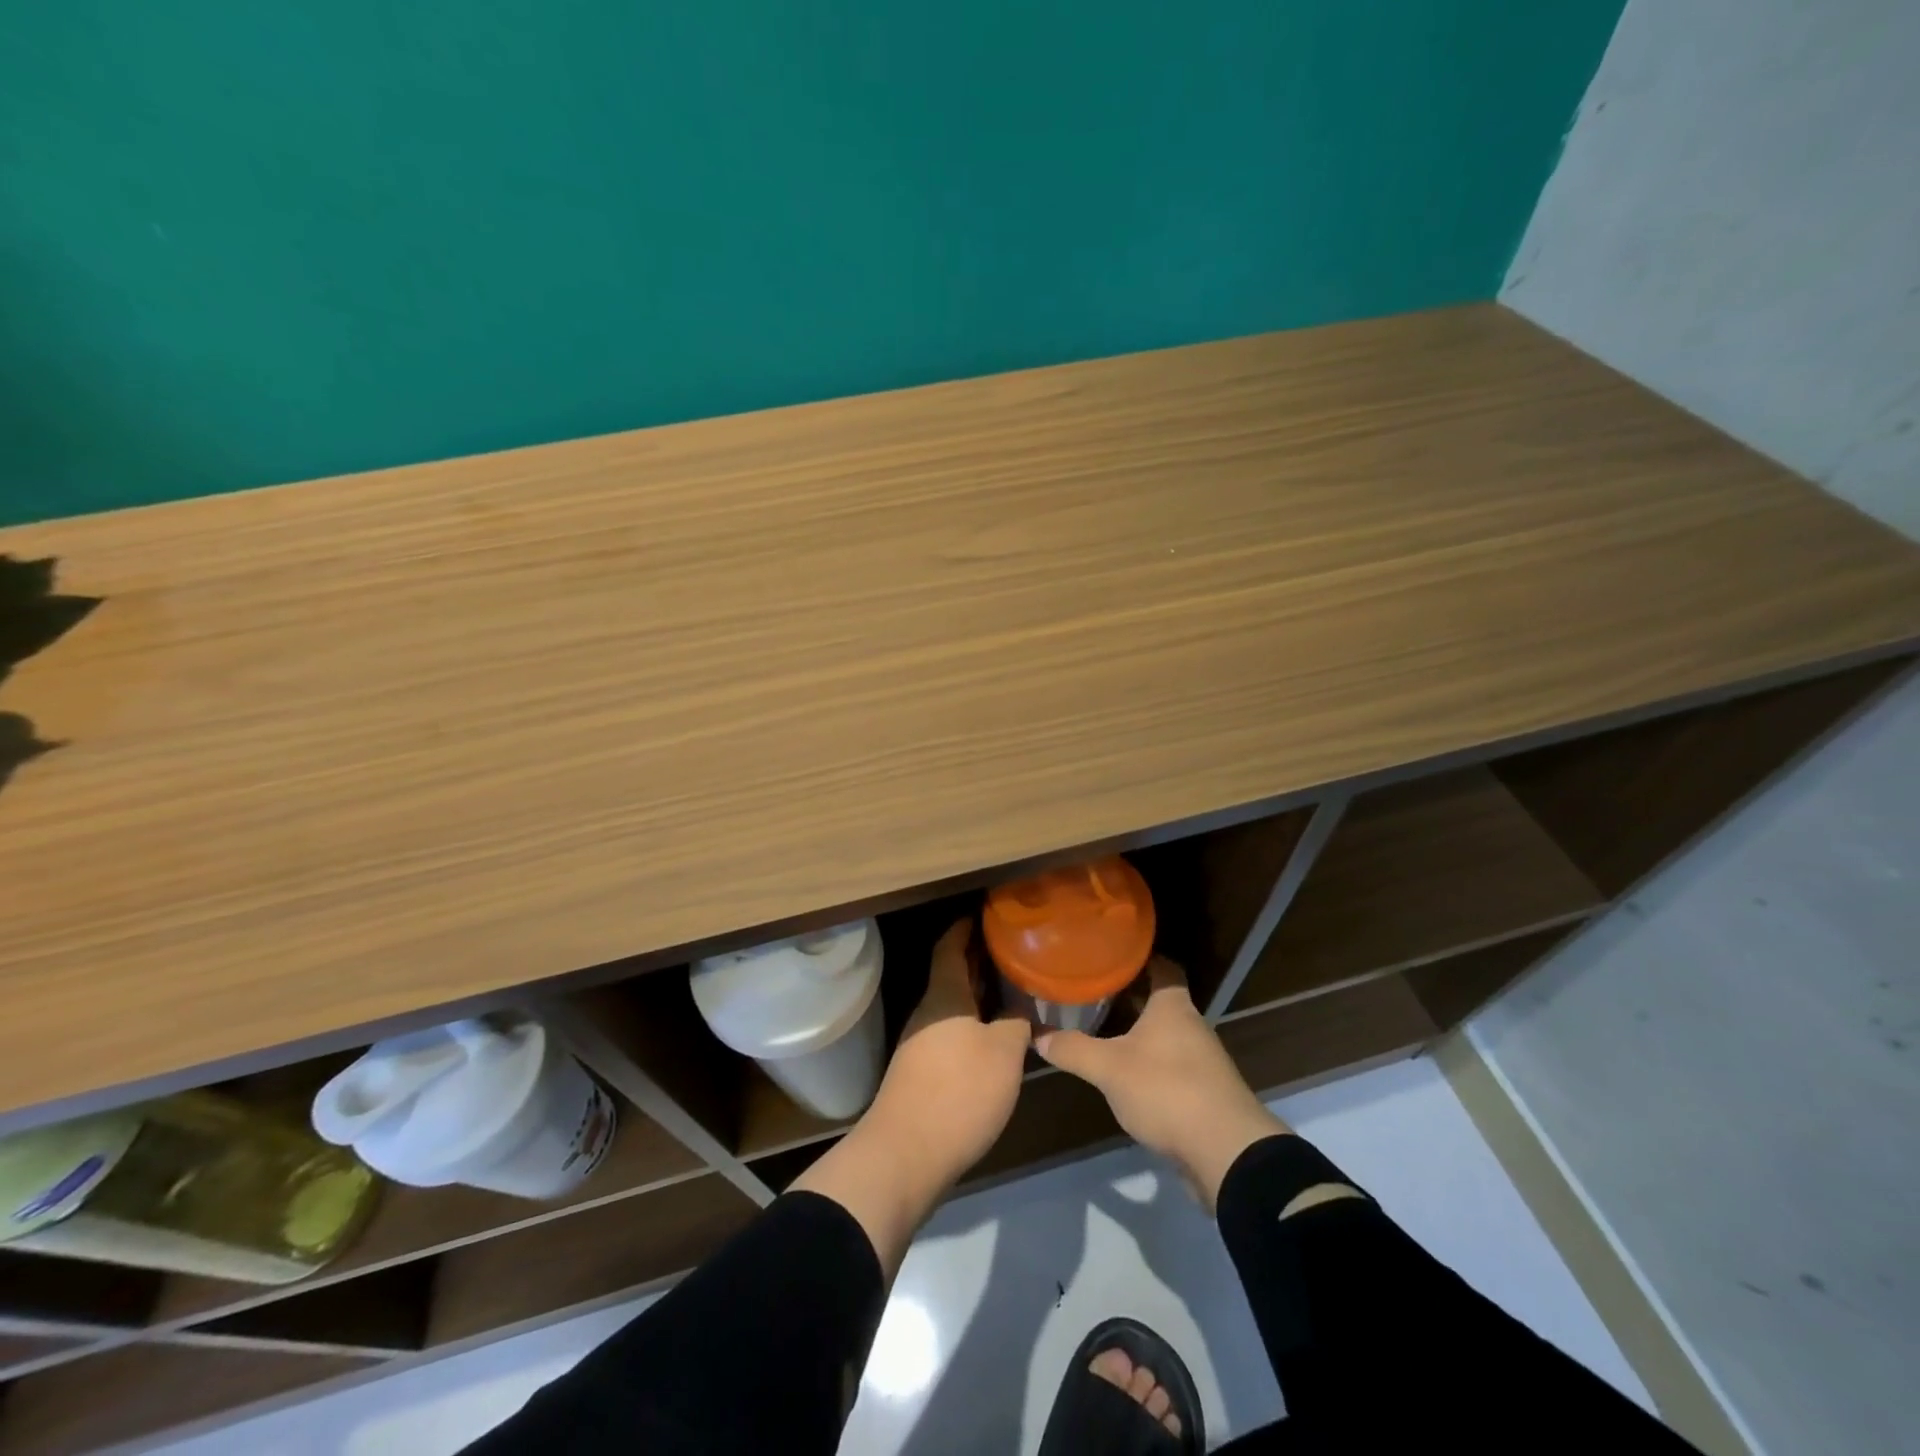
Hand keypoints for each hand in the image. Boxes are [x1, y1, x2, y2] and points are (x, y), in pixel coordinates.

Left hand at [867, 918, 1031, 1179]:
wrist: (905, 1155)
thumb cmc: (959, 1091)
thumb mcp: (1003, 1053)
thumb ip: (1015, 1022)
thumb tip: (1018, 1008)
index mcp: (945, 995)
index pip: (950, 946)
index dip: (966, 928)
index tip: (986, 916)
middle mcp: (928, 1012)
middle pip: (951, 975)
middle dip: (977, 961)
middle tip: (1010, 952)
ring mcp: (919, 1043)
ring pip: (951, 1006)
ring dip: (976, 995)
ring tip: (1009, 991)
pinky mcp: (919, 1073)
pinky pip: (949, 1032)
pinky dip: (970, 1024)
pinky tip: (992, 1038)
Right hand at [1036, 957, 1286, 1211]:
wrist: (1226, 1152)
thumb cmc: (1166, 1089)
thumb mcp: (1109, 1068)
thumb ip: (1073, 1049)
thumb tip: (1036, 1035)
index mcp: (1172, 1006)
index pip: (1162, 966)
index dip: (1139, 957)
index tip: (1110, 953)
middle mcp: (1191, 1025)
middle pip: (1160, 1000)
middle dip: (1130, 996)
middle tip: (1093, 990)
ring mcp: (1202, 1060)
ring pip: (1165, 1034)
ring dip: (1139, 1032)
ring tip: (1102, 1029)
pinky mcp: (1204, 1092)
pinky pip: (1172, 1065)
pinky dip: (1150, 1064)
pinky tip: (1126, 1074)